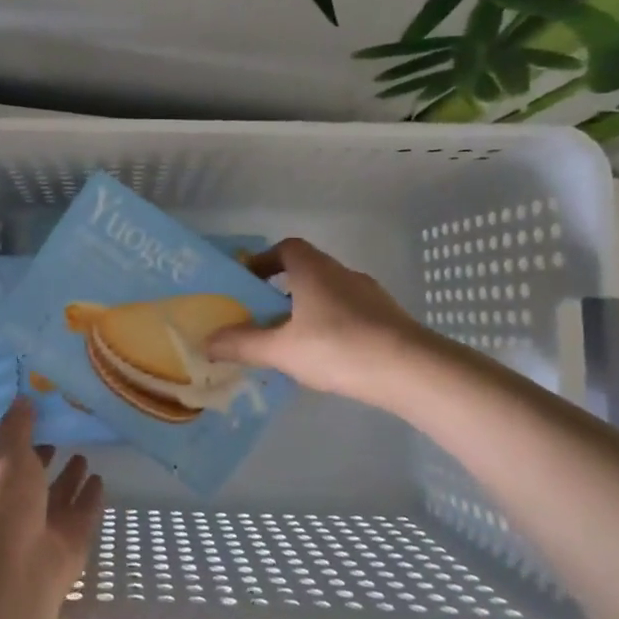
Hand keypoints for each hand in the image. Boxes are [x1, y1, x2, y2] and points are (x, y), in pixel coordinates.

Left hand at [0, 397, 103, 604]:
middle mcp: (13, 510)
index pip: (2, 463)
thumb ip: (17, 428)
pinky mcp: (69, 544)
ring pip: (59, 499)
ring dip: (70, 479)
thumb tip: (23, 398)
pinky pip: (82, 515)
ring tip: (84, 456)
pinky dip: (90, 499)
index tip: (36, 423)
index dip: (17, 445)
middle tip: (63, 438)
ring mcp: (42, 529)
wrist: (16, 568)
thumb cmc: (3, 503)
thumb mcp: (8, 455)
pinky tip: (101, 481)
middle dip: (45, 462)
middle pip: (33, 482)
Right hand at [205, 237, 431, 407]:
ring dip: (308, 309)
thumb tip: (206, 341)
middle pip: (307, 271)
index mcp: (314, 270)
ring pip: (330, 294)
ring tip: (292, 341)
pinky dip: (333, 326)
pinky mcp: (389, 319)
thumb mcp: (281, 349)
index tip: (248, 282)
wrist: (412, 370)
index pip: (286, 248)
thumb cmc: (338, 347)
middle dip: (282, 290)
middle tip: (262, 316)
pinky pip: (351, 314)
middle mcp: (343, 274)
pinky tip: (327, 356)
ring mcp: (371, 296)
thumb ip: (243, 344)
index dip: (264, 260)